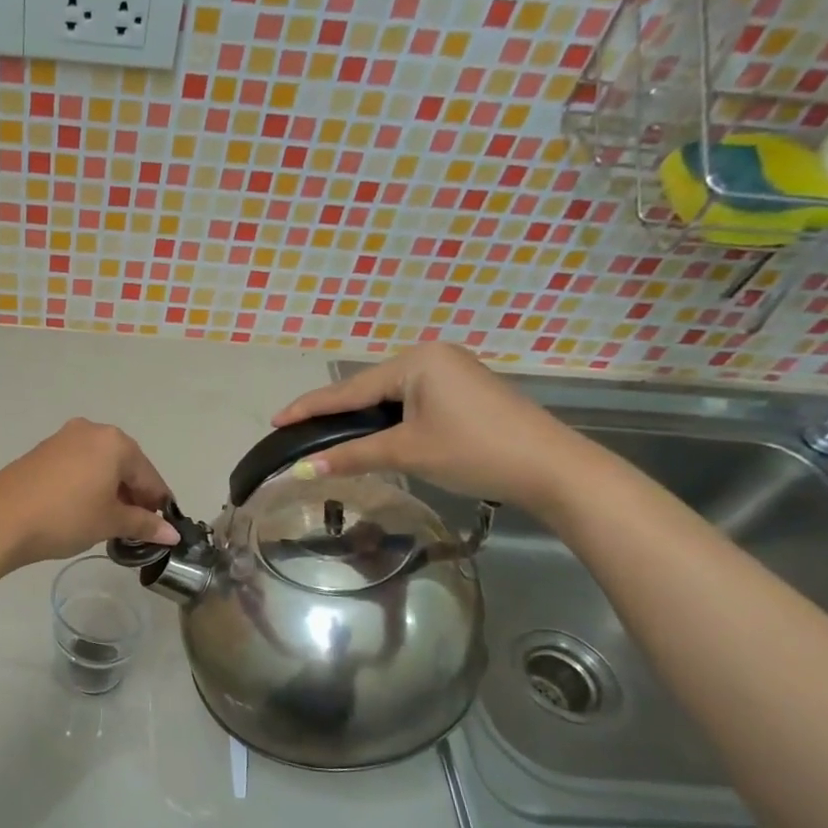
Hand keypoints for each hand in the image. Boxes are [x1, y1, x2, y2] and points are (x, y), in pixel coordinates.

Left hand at [0, 419, 178, 569]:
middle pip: (124, 465)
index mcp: (114, 442)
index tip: (162, 528)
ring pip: (99, 465)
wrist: (1, 521)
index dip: (158, 503)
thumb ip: (144, 524)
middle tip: (135, 527)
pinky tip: (82, 509)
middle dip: (133, 495)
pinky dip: (87, 485)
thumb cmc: (66, 518)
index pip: (148, 475)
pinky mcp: (41, 452)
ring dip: (110, 490)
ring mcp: (62, 438)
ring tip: (109, 521)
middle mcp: (90, 431)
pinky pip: (77, 466)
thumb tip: (171, 534)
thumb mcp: (110, 522)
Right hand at [271, 343, 596, 515]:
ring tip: (326, 436)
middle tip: (297, 431)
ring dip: (361, 419)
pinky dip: (387, 421)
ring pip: (389, 398)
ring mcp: (451, 372)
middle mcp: (432, 357)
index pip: (349, 389)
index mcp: (417, 361)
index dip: (310, 407)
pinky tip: (372, 435)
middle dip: (334, 413)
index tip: (275, 419)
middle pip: (368, 389)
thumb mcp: (407, 451)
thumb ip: (352, 456)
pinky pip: (411, 402)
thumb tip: (303, 470)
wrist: (551, 468)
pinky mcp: (463, 393)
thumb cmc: (474, 451)